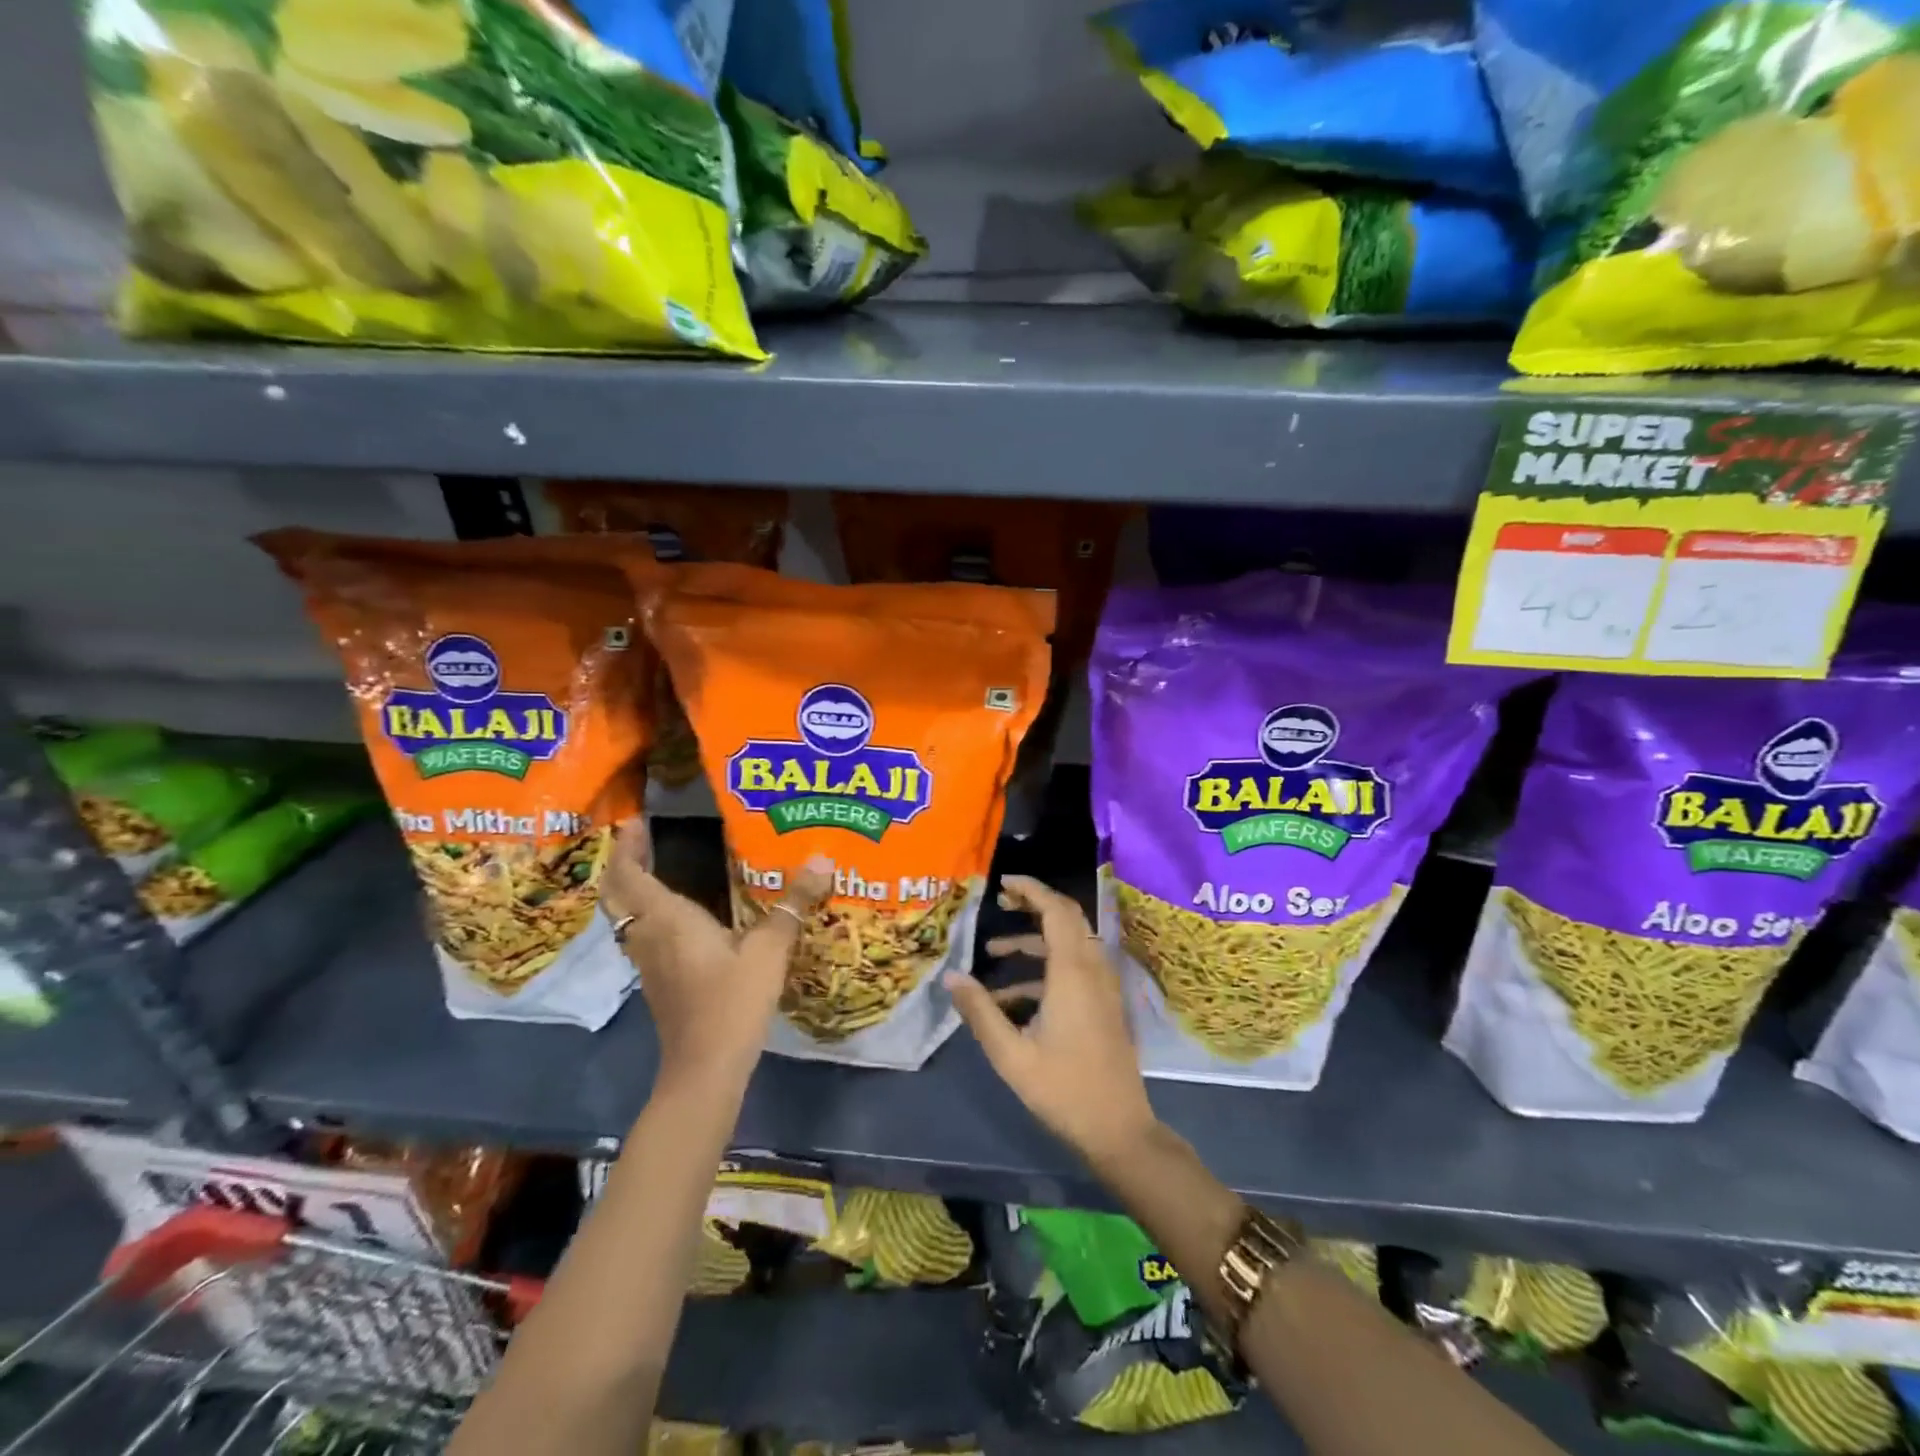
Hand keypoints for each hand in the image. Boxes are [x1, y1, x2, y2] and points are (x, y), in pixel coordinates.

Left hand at [599, 821, 831, 1082]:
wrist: (706, 1068)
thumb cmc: (732, 1001)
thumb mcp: (770, 948)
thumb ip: (793, 903)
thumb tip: (823, 858)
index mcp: (667, 919)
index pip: (629, 874)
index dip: (628, 846)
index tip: (637, 820)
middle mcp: (649, 936)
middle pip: (619, 894)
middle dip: (626, 863)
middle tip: (645, 839)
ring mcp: (650, 962)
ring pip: (628, 916)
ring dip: (634, 889)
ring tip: (659, 866)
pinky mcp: (660, 981)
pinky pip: (644, 934)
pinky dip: (649, 913)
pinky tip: (680, 915)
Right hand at [945, 875, 1156, 1165]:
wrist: (1119, 1130)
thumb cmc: (1063, 1090)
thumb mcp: (1011, 1054)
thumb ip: (980, 1011)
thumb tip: (951, 976)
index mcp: (1072, 973)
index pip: (1056, 910)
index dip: (1031, 890)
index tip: (1003, 882)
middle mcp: (1092, 969)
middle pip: (1067, 918)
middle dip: (1033, 905)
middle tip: (1000, 902)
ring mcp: (1102, 987)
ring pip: (1069, 944)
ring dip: (1034, 940)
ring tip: (992, 951)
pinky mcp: (1104, 1003)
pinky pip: (1074, 968)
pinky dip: (1044, 968)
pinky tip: (1011, 997)